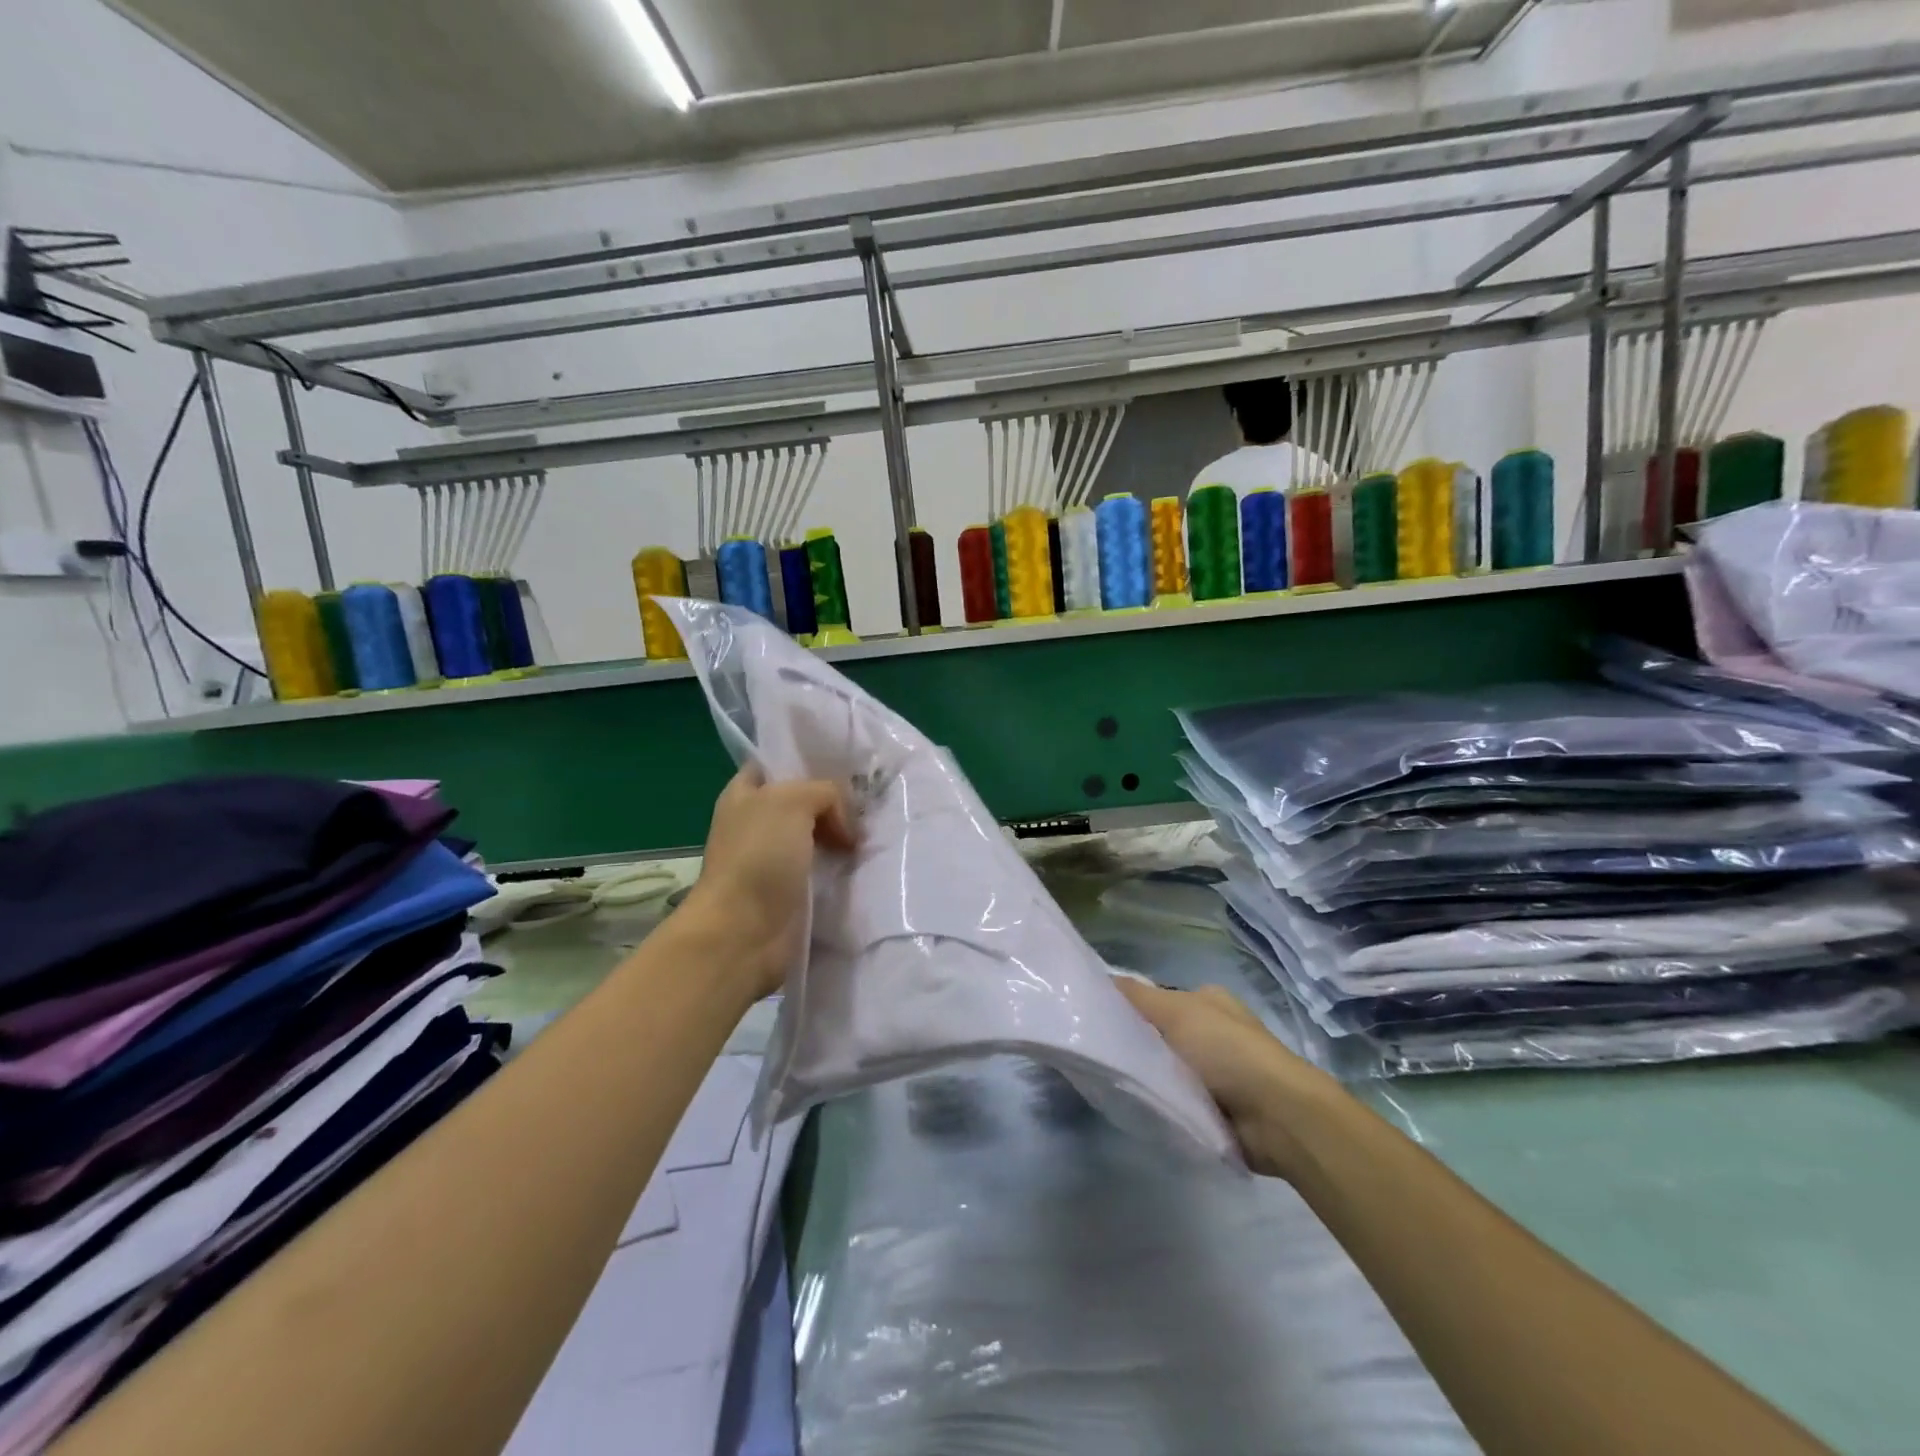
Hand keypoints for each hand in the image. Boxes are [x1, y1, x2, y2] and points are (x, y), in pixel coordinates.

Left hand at [680, 767, 856, 1000]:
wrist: (743, 932)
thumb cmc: (758, 857)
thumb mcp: (793, 801)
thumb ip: (825, 793)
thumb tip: (844, 828)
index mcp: (744, 794)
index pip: (777, 763)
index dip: (808, 760)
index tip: (847, 765)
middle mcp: (757, 823)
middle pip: (804, 801)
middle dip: (836, 802)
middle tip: (871, 803)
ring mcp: (774, 860)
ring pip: (818, 836)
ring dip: (844, 838)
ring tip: (876, 835)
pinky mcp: (792, 892)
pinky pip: (825, 870)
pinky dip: (844, 868)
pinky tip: (868, 864)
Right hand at [1114, 978, 1340, 1180]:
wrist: (1278, 1116)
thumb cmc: (1227, 1051)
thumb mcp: (1176, 1012)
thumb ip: (1137, 997)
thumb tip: (1102, 978)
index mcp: (1207, 1001)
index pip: (1156, 999)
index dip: (1128, 1007)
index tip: (1097, 1022)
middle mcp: (1214, 1031)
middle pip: (1160, 1034)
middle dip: (1137, 1046)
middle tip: (1103, 1059)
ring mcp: (1219, 1071)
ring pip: (1168, 1069)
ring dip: (1151, 1078)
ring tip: (1115, 1086)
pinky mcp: (1221, 1108)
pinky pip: (1180, 1100)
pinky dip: (1166, 1104)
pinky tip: (1143, 1108)